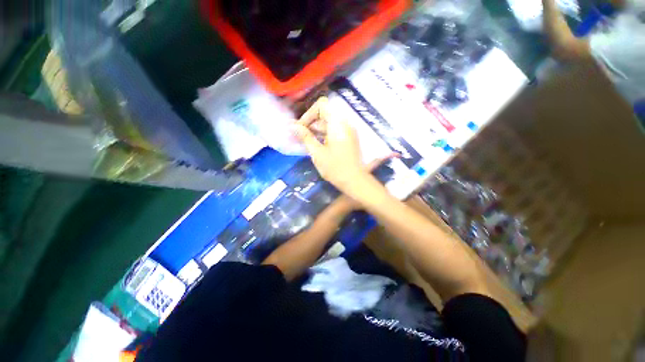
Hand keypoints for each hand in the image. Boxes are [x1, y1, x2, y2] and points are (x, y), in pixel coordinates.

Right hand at [293, 97, 395, 194]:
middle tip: (299, 136)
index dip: (309, 114)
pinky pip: (334, 132)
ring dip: (316, 130)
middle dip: (310, 123)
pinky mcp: (349, 139)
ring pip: (329, 124)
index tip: (302, 128)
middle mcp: (345, 123)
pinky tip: (316, 146)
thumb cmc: (335, 168)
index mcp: (338, 123)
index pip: (322, 105)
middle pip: (325, 115)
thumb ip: (305, 137)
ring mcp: (348, 131)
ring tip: (305, 142)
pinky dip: (323, 136)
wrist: (355, 181)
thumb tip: (292, 126)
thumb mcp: (317, 152)